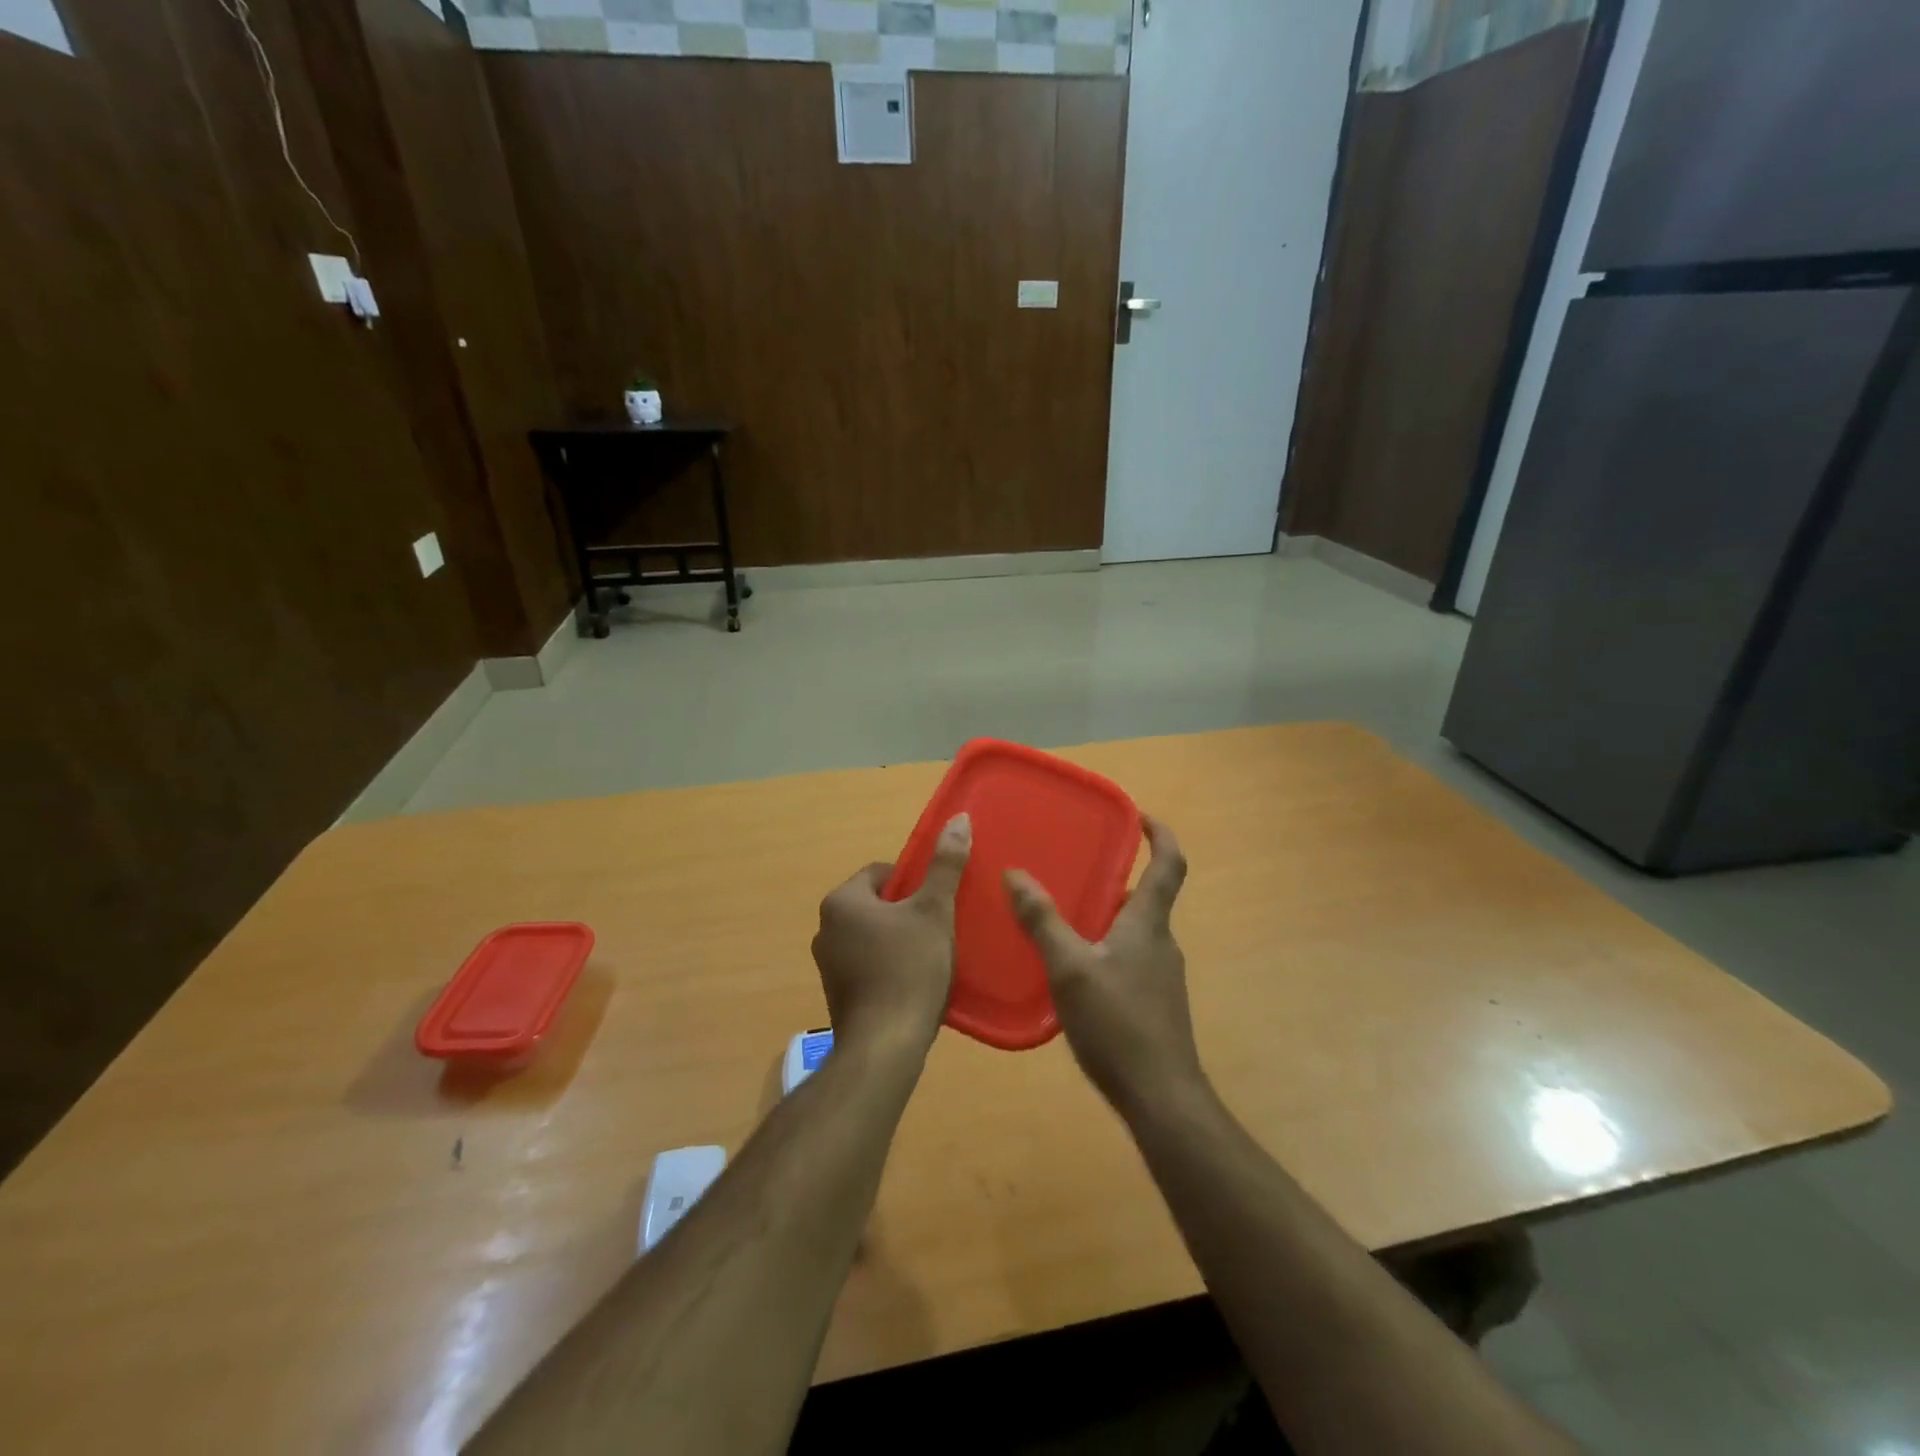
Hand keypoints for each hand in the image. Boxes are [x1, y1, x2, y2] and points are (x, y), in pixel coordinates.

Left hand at [811, 814, 970, 1055]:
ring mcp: (827, 964)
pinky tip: (913, 983)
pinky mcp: (836, 995)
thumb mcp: (934, 911)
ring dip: (897, 939)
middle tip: (938, 926)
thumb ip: (945, 865)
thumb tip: (958, 818)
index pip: (879, 872)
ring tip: (930, 956)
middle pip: (875, 904)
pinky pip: (866, 965)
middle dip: (906, 911)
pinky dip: (887, 966)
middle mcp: (825, 928)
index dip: (913, 880)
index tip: (936, 899)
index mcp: (842, 901)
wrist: (886, 1045)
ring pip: (871, 936)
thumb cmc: (910, 968)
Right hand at [1005, 817, 1203, 1118]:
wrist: (1161, 1098)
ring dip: (1105, 917)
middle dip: (1113, 879)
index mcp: (1148, 924)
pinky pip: (1128, 960)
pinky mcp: (1153, 1005)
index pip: (1169, 865)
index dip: (1161, 836)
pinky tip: (1071, 971)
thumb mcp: (1070, 968)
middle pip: (1145, 898)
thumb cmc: (1118, 1024)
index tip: (1140, 816)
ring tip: (1061, 917)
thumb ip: (1042, 921)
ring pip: (1133, 932)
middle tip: (1073, 869)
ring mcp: (1160, 977)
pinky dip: (1103, 949)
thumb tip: (1015, 873)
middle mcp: (1160, 943)